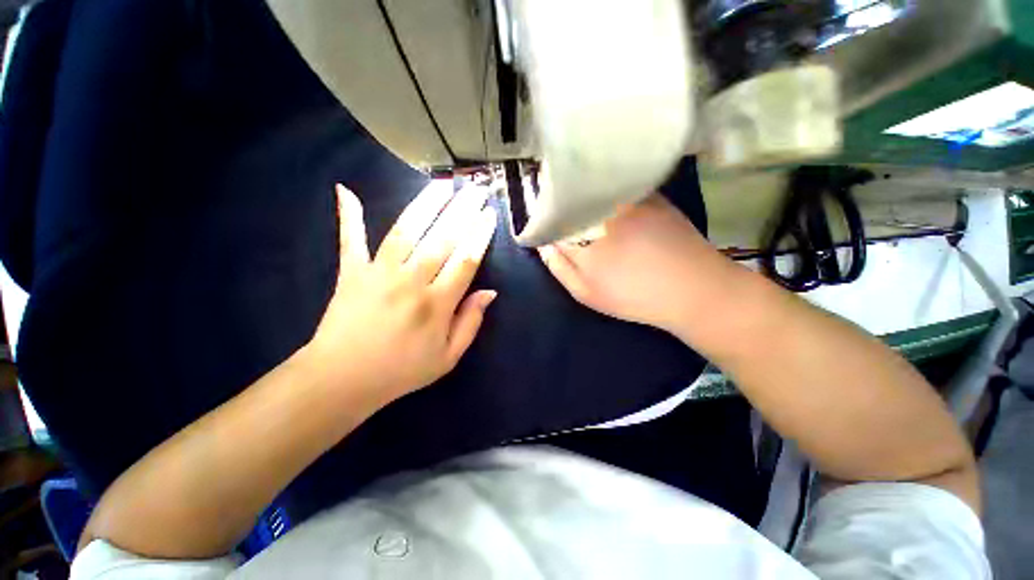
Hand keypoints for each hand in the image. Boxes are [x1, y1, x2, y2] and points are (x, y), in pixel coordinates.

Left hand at [305, 181, 497, 408]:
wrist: (343, 380)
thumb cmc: (402, 371)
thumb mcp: (448, 357)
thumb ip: (471, 323)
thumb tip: (490, 292)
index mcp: (438, 304)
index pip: (466, 260)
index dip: (480, 235)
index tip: (489, 214)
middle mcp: (412, 282)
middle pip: (443, 238)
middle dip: (463, 211)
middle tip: (476, 189)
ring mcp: (379, 273)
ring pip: (407, 231)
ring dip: (426, 204)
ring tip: (442, 184)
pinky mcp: (351, 273)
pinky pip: (351, 240)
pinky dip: (348, 216)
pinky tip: (345, 190)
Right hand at [538, 194, 715, 333]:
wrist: (692, 288)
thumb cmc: (634, 296)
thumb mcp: (587, 294)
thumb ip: (560, 269)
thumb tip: (544, 245)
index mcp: (581, 239)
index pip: (550, 222)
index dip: (544, 220)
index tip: (542, 222)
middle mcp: (600, 215)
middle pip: (568, 201)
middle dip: (559, 203)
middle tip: (558, 211)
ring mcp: (626, 201)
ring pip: (591, 190)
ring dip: (580, 193)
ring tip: (578, 201)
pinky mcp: (648, 195)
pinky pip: (616, 186)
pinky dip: (605, 190)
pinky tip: (607, 199)